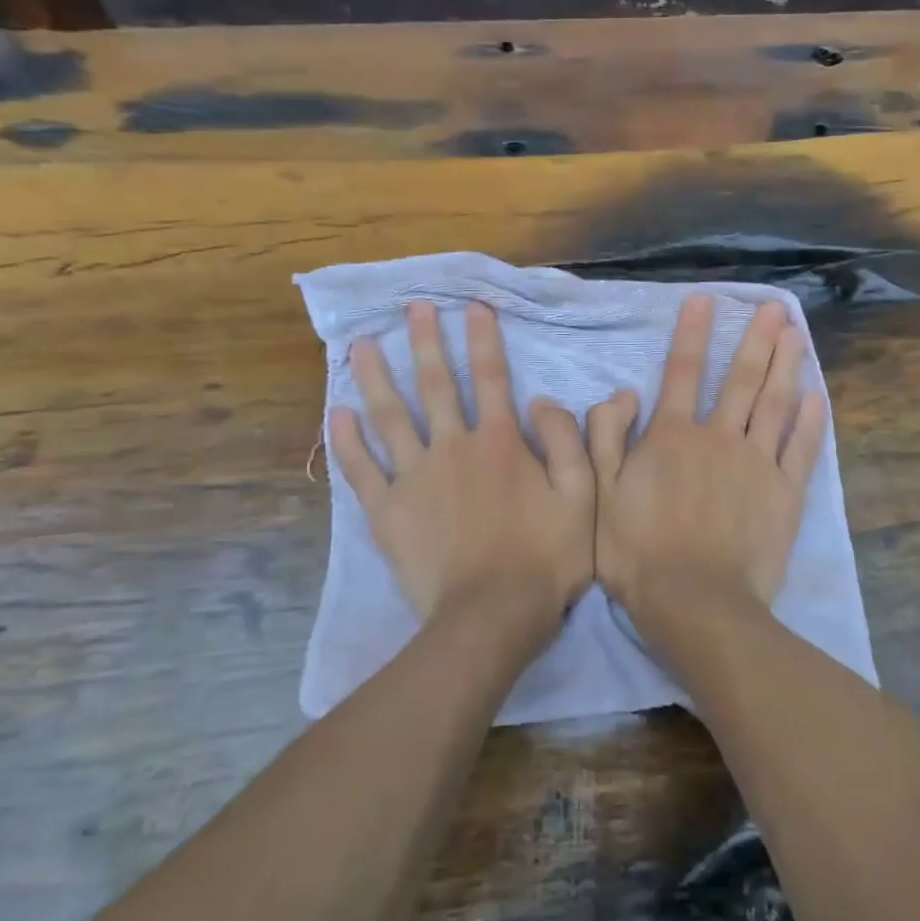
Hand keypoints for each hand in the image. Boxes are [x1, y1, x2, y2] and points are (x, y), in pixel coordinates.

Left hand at [330, 301, 592, 649]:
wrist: (492, 614)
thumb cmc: (545, 557)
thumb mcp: (582, 497)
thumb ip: (567, 442)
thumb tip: (542, 400)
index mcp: (500, 442)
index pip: (492, 377)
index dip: (484, 338)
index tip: (473, 306)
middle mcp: (452, 447)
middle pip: (436, 385)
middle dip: (425, 342)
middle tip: (412, 308)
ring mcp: (414, 478)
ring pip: (391, 416)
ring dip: (376, 377)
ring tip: (361, 344)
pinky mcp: (387, 511)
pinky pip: (361, 469)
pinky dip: (348, 440)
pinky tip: (337, 412)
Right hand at [588, 294, 825, 627]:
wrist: (693, 603)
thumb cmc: (637, 551)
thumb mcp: (600, 494)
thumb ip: (606, 438)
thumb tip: (621, 393)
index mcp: (672, 435)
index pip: (683, 371)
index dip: (694, 333)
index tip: (706, 299)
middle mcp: (719, 437)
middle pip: (741, 379)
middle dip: (757, 339)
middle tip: (775, 307)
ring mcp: (757, 464)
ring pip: (775, 403)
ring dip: (787, 365)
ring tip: (797, 334)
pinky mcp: (785, 494)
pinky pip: (802, 449)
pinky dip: (812, 421)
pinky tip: (818, 395)